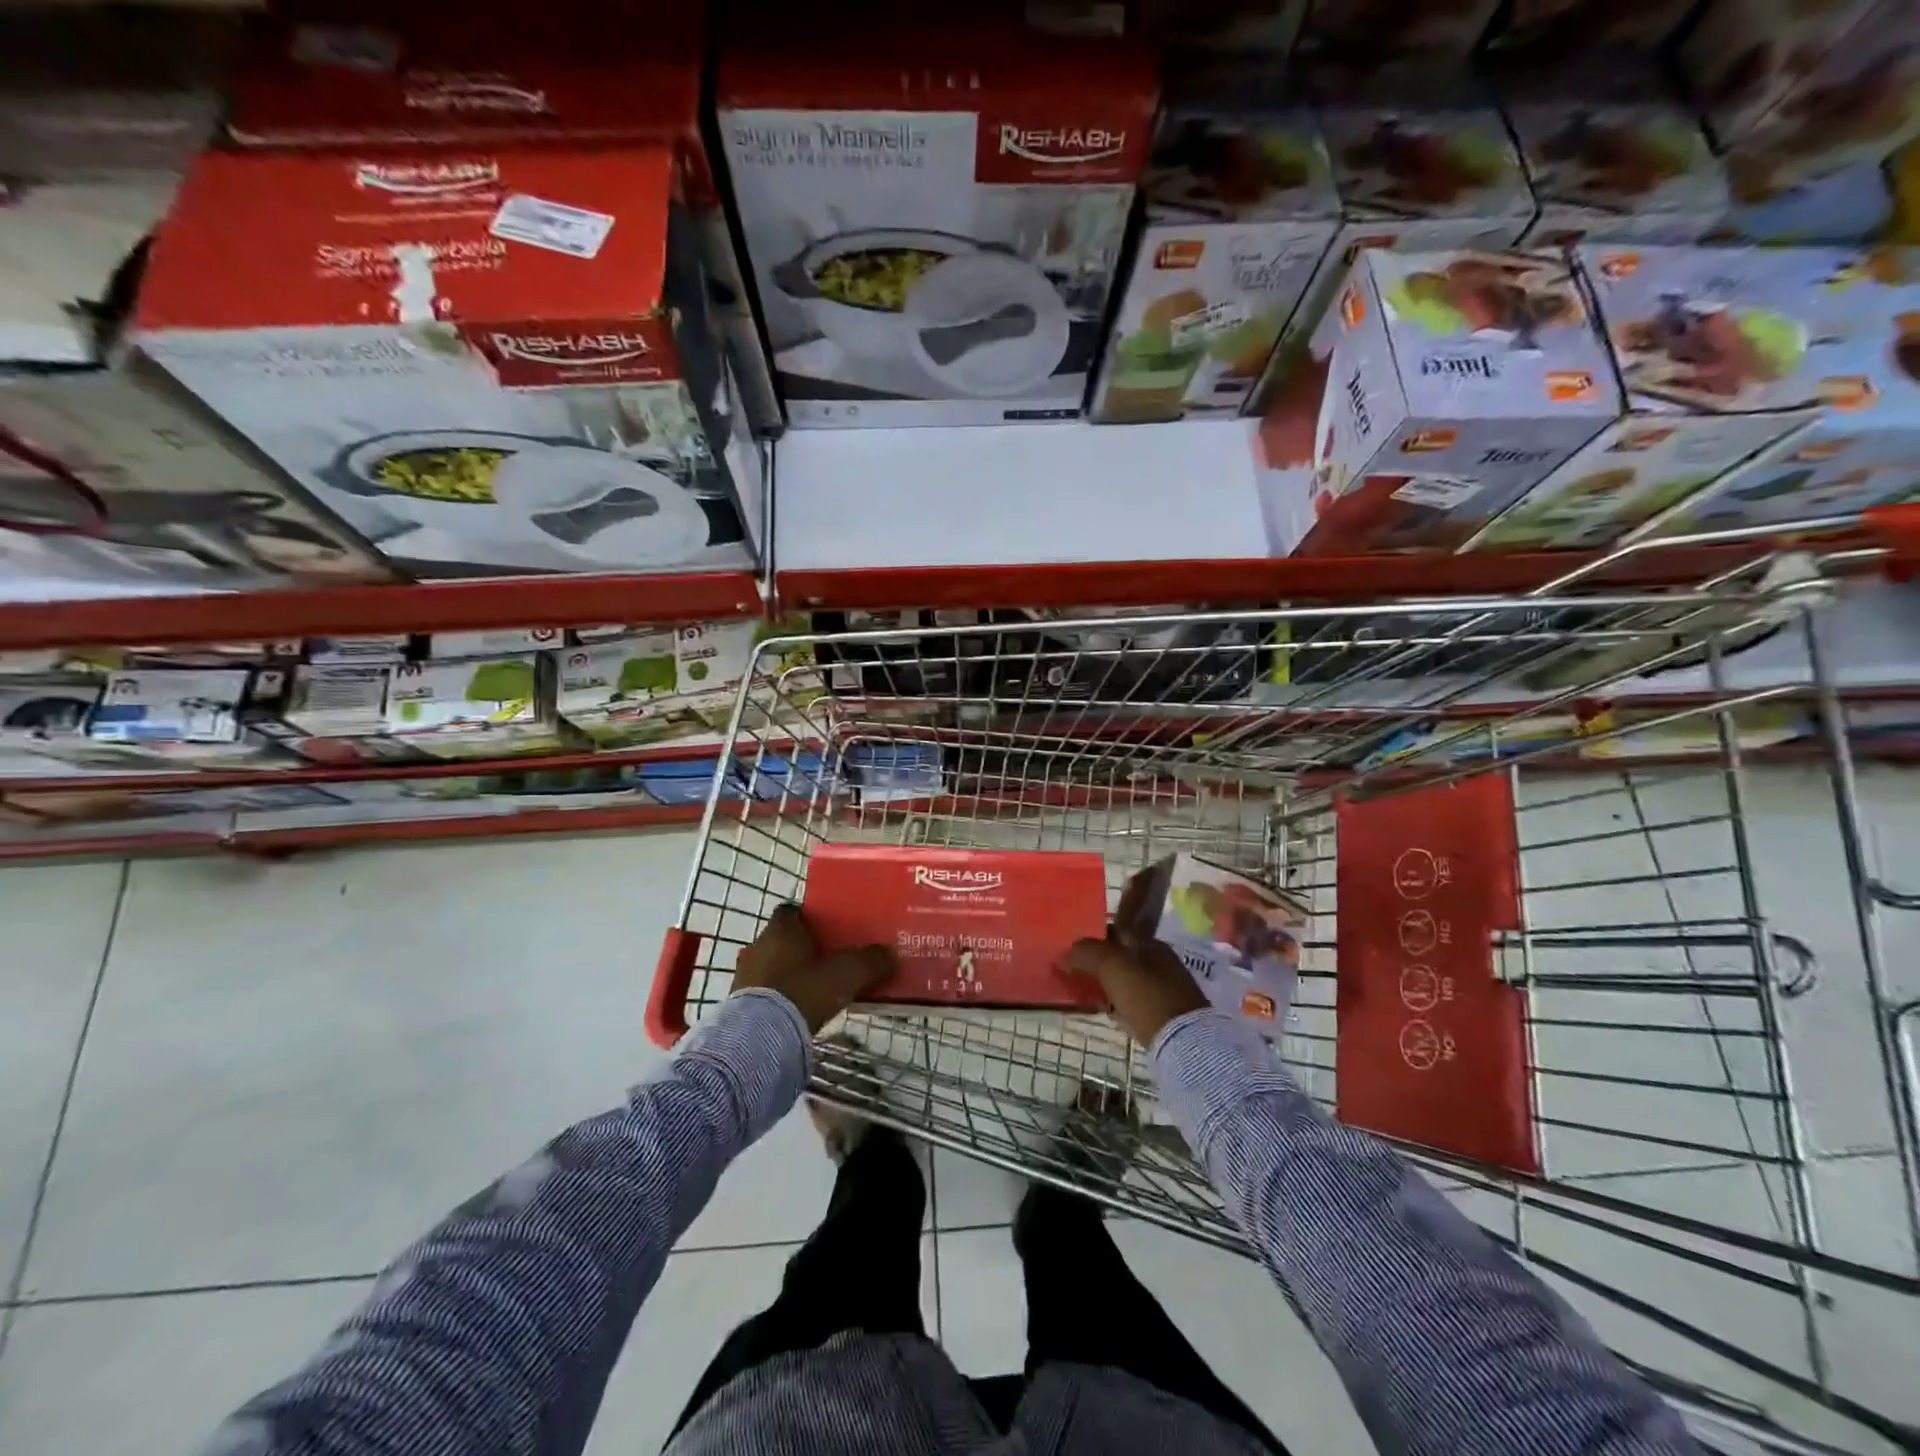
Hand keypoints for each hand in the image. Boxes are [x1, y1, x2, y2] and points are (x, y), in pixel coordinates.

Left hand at [733, 903, 895, 1032]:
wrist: (760, 1038)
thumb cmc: (803, 991)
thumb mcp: (846, 974)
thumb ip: (870, 961)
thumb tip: (889, 955)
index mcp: (780, 929)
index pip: (791, 911)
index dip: (810, 919)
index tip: (829, 929)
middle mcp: (757, 946)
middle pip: (782, 940)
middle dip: (801, 949)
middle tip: (827, 961)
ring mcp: (743, 976)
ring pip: (771, 967)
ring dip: (788, 975)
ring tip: (813, 990)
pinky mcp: (737, 1006)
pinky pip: (762, 993)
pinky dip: (777, 998)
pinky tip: (795, 1011)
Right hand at [1066, 926, 1206, 1048]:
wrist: (1185, 1044)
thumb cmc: (1147, 997)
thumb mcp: (1112, 967)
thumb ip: (1087, 953)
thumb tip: (1066, 953)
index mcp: (1151, 944)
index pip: (1115, 932)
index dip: (1092, 938)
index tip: (1069, 949)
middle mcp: (1160, 963)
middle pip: (1119, 957)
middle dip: (1096, 963)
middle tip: (1070, 972)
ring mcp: (1163, 990)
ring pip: (1124, 981)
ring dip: (1104, 985)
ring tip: (1081, 992)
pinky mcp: (1163, 1016)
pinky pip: (1131, 1003)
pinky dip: (1116, 1005)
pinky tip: (1104, 1012)